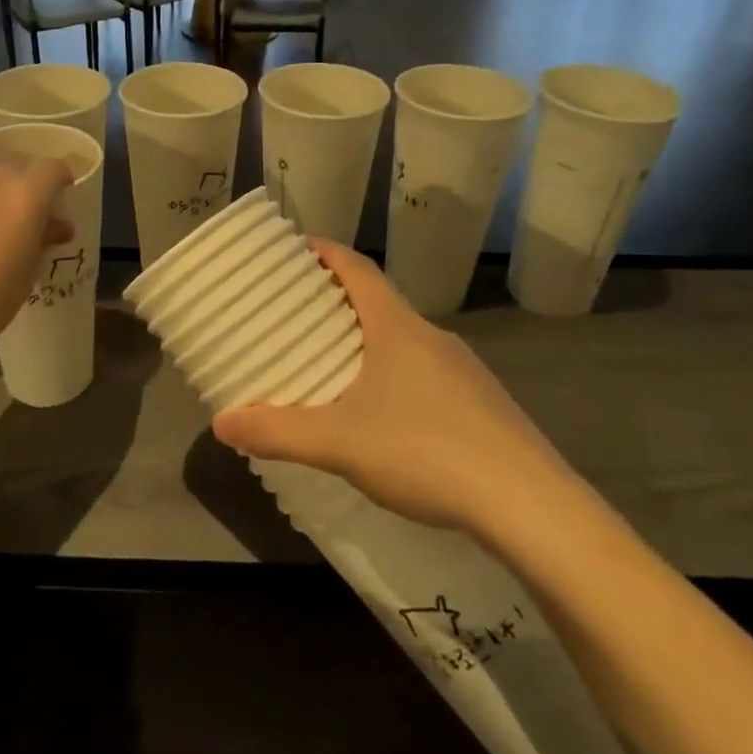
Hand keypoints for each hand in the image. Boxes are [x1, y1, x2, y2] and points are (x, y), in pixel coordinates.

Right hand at [212, 241, 583, 539]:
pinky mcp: (484, 406)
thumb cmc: (426, 452)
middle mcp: (433, 337)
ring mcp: (465, 371)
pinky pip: (428, 374)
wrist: (531, 506)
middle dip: (340, 303)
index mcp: (397, 329)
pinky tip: (387, 419)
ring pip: (406, 342)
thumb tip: (221, 423)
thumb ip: (278, 432)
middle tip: (301, 316)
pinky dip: (397, 376)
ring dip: (370, 342)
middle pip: (380, 303)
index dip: (327, 253)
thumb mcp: (340, 443)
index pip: (358, 270)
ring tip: (336, 368)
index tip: (298, 246)